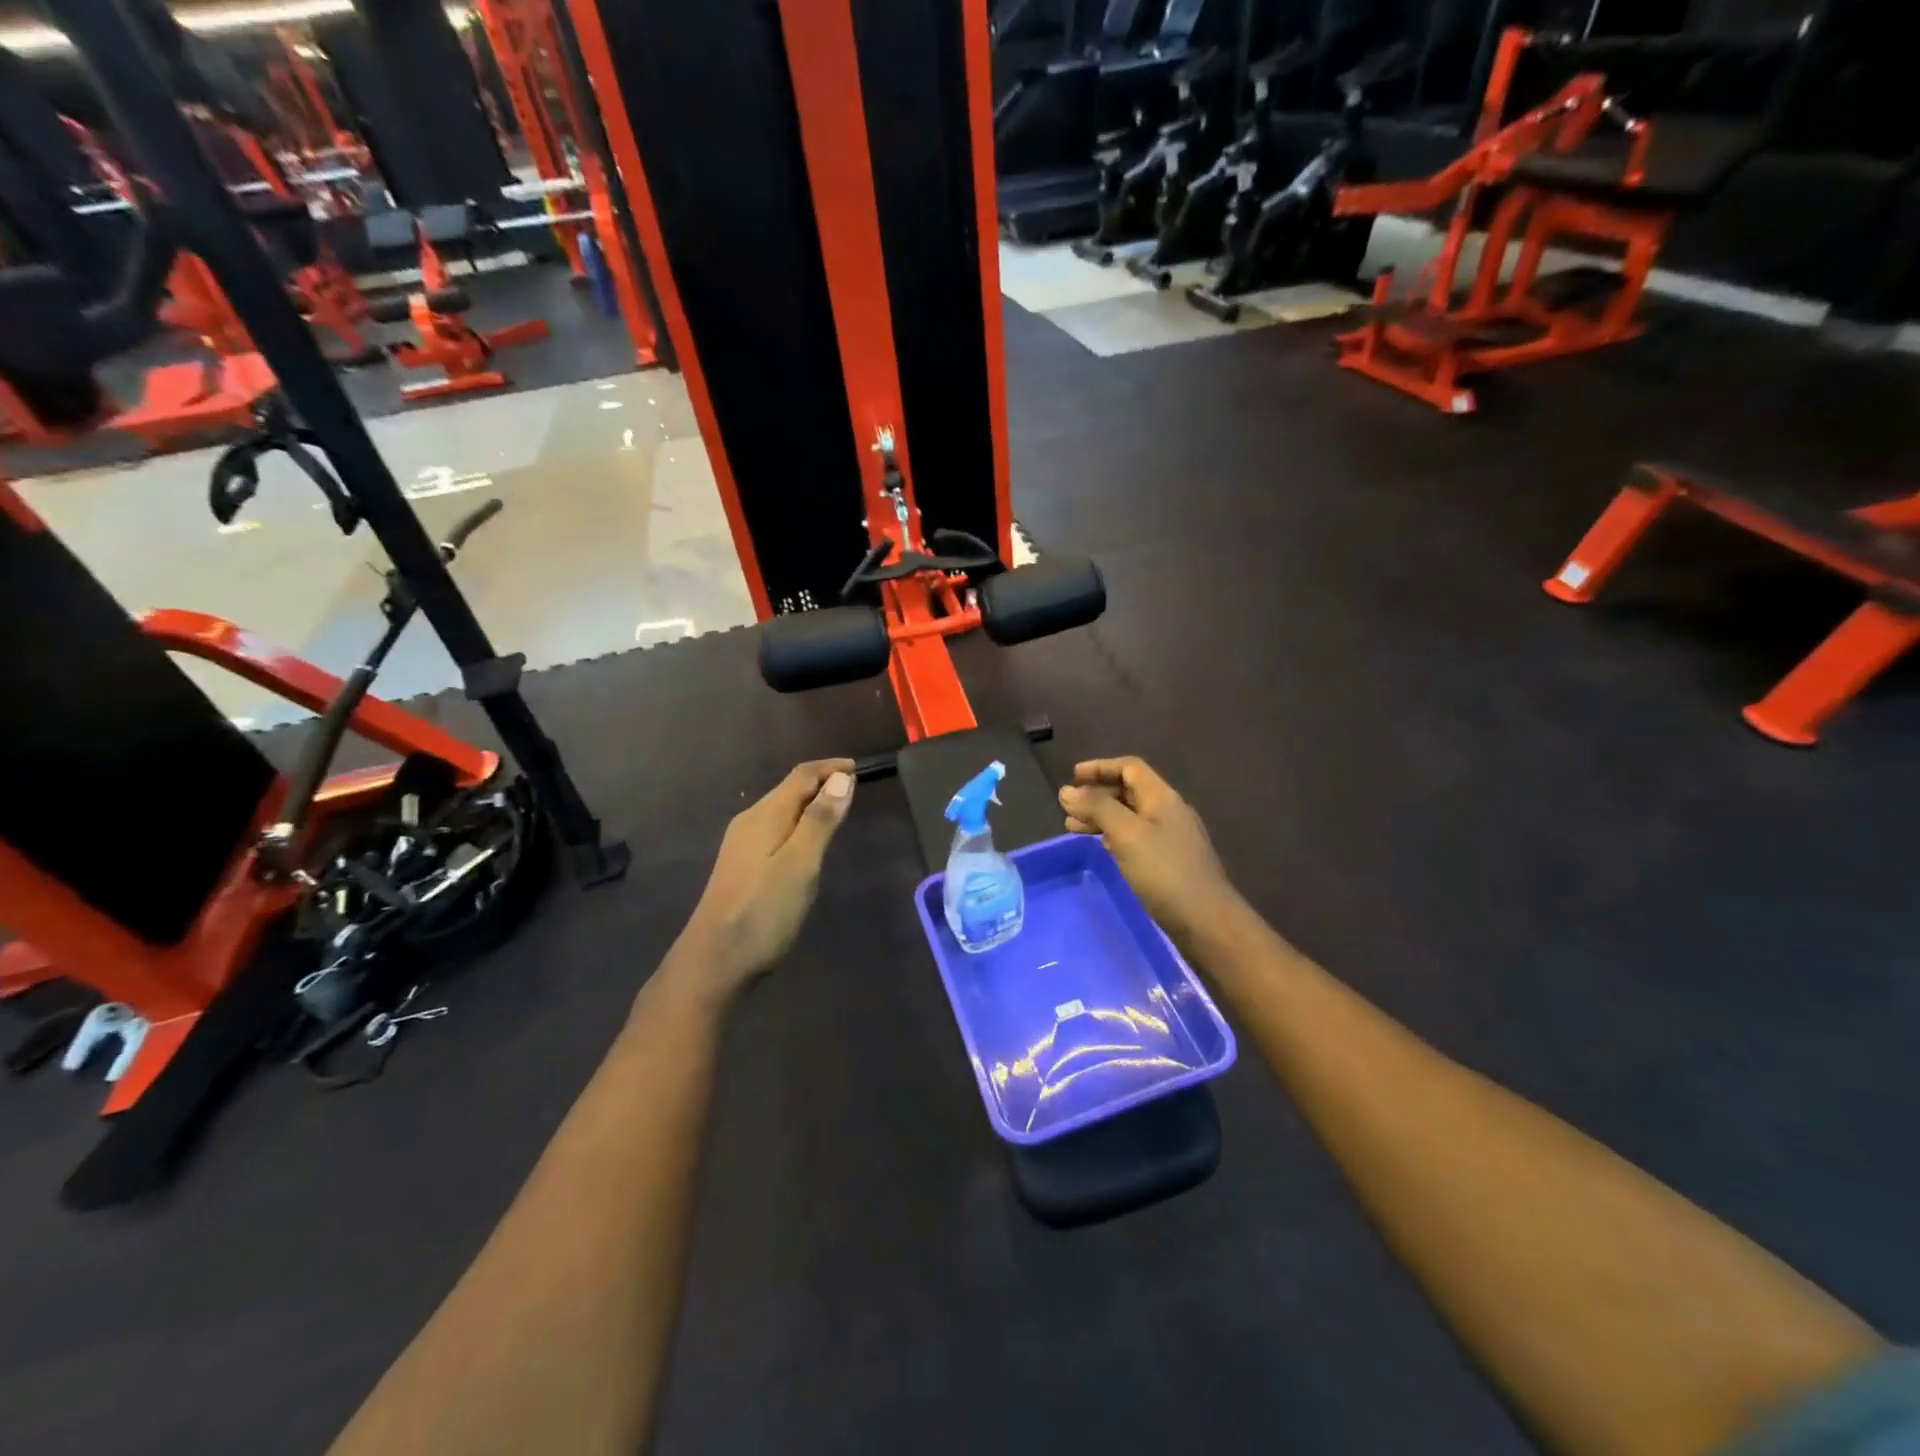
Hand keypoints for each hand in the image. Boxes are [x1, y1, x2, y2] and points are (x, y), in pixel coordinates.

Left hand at [669, 759, 856, 1005]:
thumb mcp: (801, 864)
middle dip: (821, 783)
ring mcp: (742, 846)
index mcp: (764, 816)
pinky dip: (799, 825)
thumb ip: (820, 820)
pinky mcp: (741, 867)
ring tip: (838, 812)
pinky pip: (776, 830)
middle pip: (789, 790)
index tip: (858, 769)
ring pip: (782, 811)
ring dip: (810, 804)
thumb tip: (842, 778)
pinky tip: (808, 844)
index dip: (830, 768)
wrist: (713, 962)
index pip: (801, 776)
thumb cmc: (763, 912)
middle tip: (854, 789)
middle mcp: (750, 822)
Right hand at [1059, 757, 1239, 938]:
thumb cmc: (1165, 872)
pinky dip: (1113, 835)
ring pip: (1130, 815)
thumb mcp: (1127, 834)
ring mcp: (1171, 837)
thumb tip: (1067, 790)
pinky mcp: (1169, 861)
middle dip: (1097, 794)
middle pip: (1129, 790)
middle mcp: (1168, 811)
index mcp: (1162, 797)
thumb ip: (1097, 808)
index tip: (1072, 777)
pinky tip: (1101, 846)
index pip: (1130, 768)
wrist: (1206, 920)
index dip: (1100, 767)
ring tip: (1072, 828)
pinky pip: (1136, 836)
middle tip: (1067, 807)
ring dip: (1101, 816)